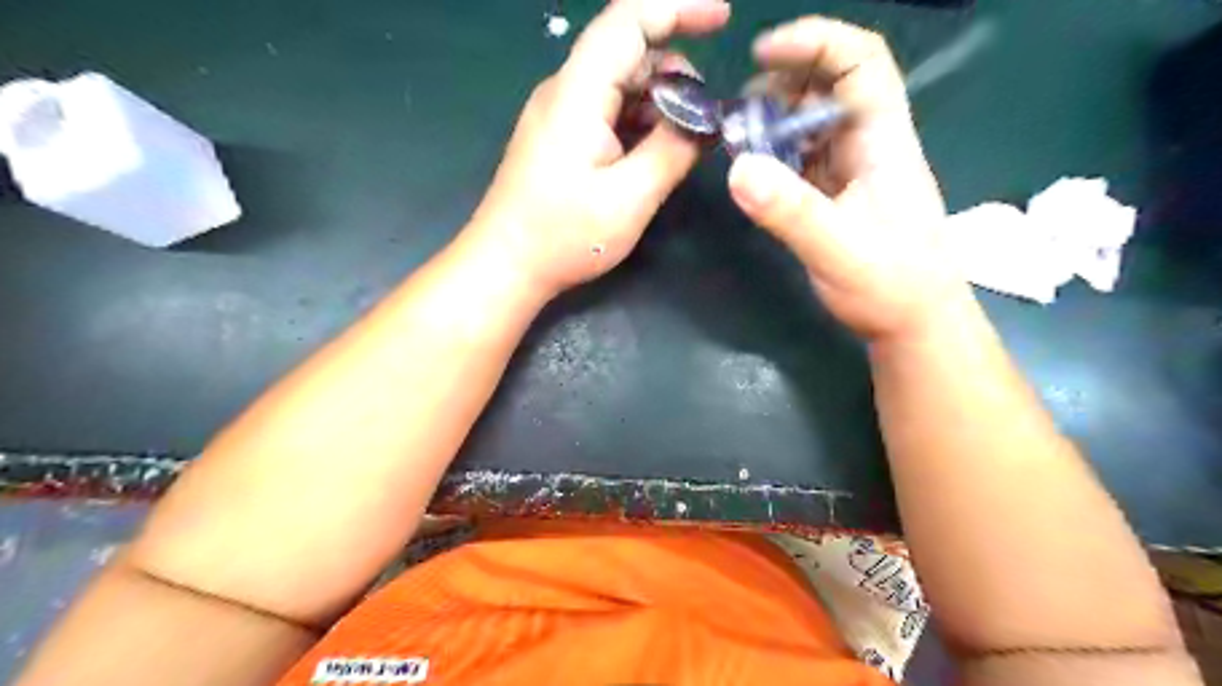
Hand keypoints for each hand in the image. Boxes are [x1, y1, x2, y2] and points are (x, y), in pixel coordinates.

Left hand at [470, 1, 728, 296]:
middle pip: (628, 53)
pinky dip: (638, 123)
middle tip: (705, 121)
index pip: (629, 20)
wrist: (505, 264)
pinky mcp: (559, 137)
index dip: (678, 8)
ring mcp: (559, 114)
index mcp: (579, 94)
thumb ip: (671, 151)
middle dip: (676, 75)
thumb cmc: (562, 236)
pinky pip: (607, 111)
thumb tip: (703, 122)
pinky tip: (653, 154)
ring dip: (658, 104)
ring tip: (683, 143)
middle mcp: (565, 91)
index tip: (723, 19)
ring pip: (620, 85)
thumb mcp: (629, 199)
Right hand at [724, 17, 973, 343]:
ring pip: (811, 125)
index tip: (762, 54)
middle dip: (780, 88)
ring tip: (738, 145)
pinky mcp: (838, 196)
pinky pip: (803, 160)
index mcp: (883, 141)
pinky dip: (775, 157)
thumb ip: (790, 211)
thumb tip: (737, 167)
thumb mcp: (838, 249)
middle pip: (829, 88)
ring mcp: (853, 172)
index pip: (861, 62)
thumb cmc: (891, 286)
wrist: (915, 325)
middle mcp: (869, 146)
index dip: (815, 43)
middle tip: (737, 117)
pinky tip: (754, 174)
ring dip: (773, 125)